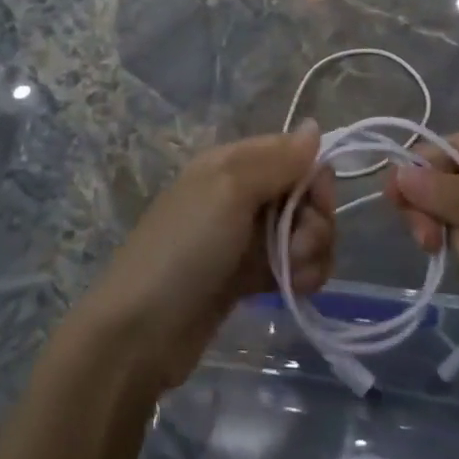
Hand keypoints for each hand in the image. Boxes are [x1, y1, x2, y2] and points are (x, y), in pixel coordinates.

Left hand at [75, 124, 334, 390]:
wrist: (141, 332)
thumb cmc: (185, 249)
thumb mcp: (229, 191)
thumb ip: (277, 160)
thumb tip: (314, 125)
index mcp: (232, 163)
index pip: (293, 153)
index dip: (314, 175)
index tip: (317, 202)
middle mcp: (242, 194)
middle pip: (304, 194)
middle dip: (315, 219)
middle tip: (299, 245)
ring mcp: (247, 238)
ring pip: (304, 231)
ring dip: (311, 251)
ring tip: (292, 274)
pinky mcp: (251, 277)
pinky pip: (295, 264)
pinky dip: (302, 274)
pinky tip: (294, 290)